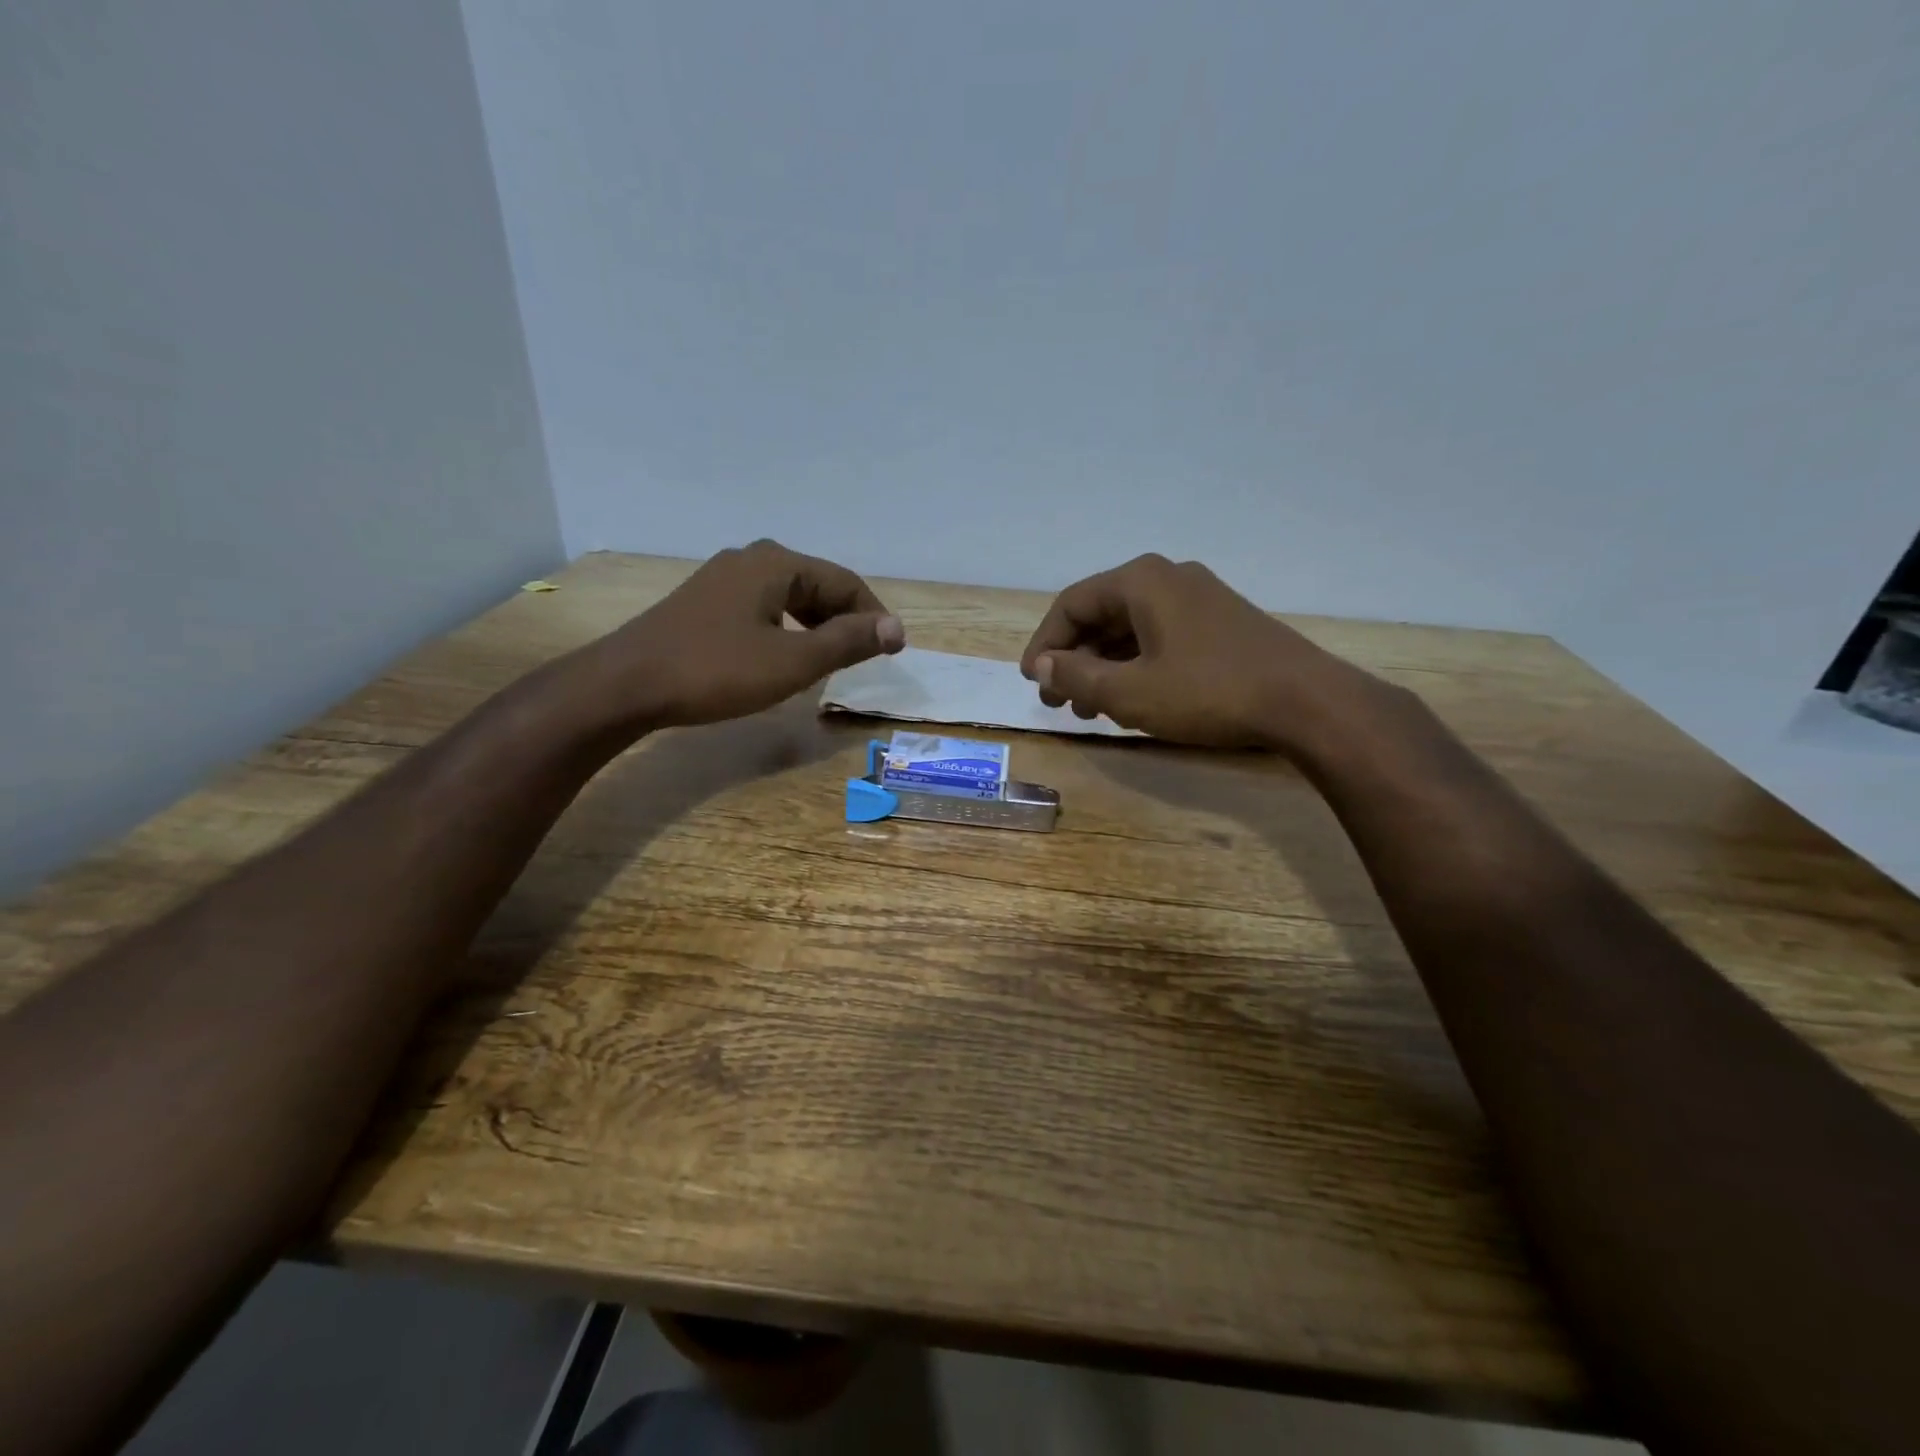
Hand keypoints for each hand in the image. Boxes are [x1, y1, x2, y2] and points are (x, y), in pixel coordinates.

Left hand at [594, 540, 904, 728]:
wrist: (626, 685)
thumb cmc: (716, 671)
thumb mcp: (793, 661)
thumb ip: (847, 642)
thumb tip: (895, 628)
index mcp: (777, 563)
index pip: (845, 582)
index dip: (874, 616)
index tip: (894, 651)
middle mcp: (751, 559)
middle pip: (817, 584)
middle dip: (846, 619)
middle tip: (864, 657)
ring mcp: (722, 579)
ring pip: (789, 596)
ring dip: (817, 625)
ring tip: (830, 659)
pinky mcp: (703, 602)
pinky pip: (763, 607)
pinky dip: (787, 628)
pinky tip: (784, 655)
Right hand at [1018, 554, 1376, 752]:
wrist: (1305, 701)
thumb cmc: (1208, 692)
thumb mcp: (1130, 693)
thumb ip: (1077, 678)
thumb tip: (1043, 667)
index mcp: (1141, 581)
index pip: (1072, 604)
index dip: (1045, 644)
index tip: (1032, 682)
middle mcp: (1168, 578)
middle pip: (1101, 614)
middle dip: (1074, 659)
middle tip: (1058, 701)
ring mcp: (1199, 598)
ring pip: (1131, 629)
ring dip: (1103, 666)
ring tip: (1090, 709)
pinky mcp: (1221, 622)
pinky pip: (1160, 636)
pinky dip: (1136, 665)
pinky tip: (1132, 698)